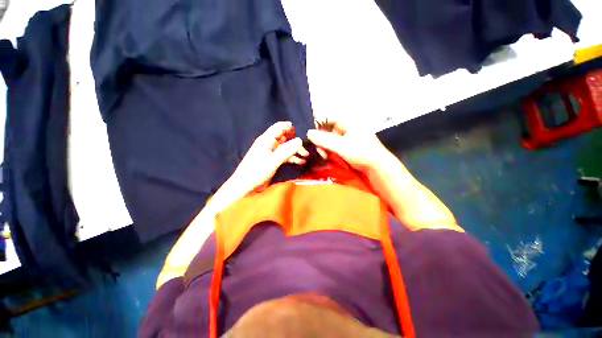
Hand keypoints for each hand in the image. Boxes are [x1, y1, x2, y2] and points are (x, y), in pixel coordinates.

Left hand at [229, 121, 308, 194]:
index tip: (302, 132)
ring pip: (286, 148)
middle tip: (306, 148)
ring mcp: (272, 153)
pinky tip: (300, 162)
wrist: (245, 186)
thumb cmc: (257, 171)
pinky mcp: (273, 161)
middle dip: (295, 141)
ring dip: (295, 151)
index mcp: (266, 140)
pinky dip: (292, 158)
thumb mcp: (273, 160)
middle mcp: (269, 144)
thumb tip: (300, 140)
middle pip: (285, 138)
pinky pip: (285, 156)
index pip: (279, 127)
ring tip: (306, 156)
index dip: (290, 127)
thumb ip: (286, 150)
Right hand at [307, 122, 392, 173]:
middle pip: (325, 129)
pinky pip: (332, 145)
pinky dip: (328, 150)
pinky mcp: (345, 146)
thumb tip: (308, 133)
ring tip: (323, 155)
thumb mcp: (342, 146)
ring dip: (323, 146)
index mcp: (346, 121)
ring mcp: (345, 137)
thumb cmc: (362, 153)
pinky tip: (327, 156)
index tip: (309, 136)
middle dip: (319, 139)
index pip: (326, 118)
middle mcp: (344, 127)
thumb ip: (324, 140)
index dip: (316, 125)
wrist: (377, 167)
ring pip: (328, 138)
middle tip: (318, 150)